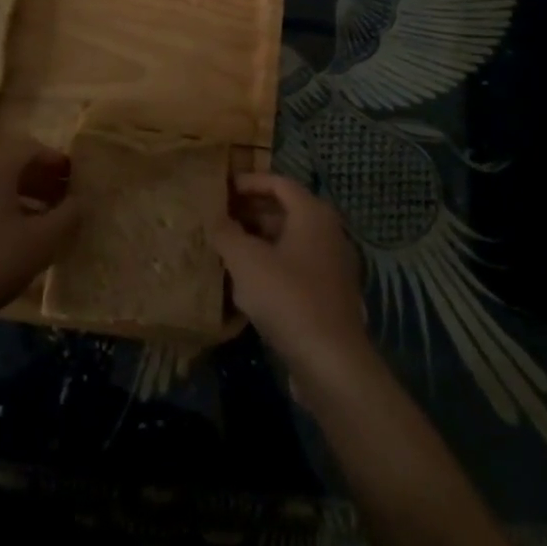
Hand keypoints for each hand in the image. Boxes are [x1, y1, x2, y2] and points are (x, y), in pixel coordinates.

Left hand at [0, 146, 80, 328]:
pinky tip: (17, 240)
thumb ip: (68, 216)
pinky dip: (5, 213)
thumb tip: (81, 201)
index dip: (58, 161)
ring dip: (25, 198)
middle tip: (66, 200)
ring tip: (47, 222)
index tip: (77, 179)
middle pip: (14, 166)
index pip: (32, 148)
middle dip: (43, 180)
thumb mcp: (42, 240)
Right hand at [210, 173, 372, 392]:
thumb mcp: (246, 261)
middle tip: (219, 217)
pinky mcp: (330, 295)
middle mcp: (328, 232)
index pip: (278, 183)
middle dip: (251, 212)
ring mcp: (332, 265)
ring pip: (289, 241)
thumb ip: (226, 233)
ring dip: (259, 241)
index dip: (248, 182)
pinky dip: (272, 265)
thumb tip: (214, 217)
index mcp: (313, 213)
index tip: (222, 188)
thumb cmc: (288, 297)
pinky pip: (296, 267)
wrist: (332, 363)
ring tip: (227, 248)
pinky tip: (247, 283)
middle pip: (285, 210)